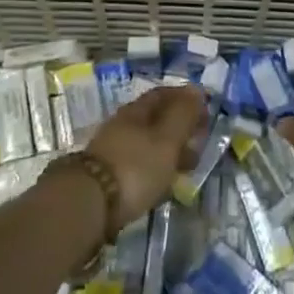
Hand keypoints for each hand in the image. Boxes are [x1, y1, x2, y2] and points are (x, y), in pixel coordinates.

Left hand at [84, 84, 208, 227]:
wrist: (88, 204)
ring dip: (168, 150)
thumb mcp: (167, 139)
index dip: (185, 98)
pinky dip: (155, 167)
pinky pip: (139, 163)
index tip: (205, 109)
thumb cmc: (135, 166)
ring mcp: (112, 150)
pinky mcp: (107, 176)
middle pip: (155, 118)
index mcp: (136, 110)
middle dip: (179, 126)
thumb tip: (196, 89)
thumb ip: (183, 115)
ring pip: (147, 142)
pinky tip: (163, 182)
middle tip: (200, 141)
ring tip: (186, 167)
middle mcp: (122, 124)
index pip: (163, 94)